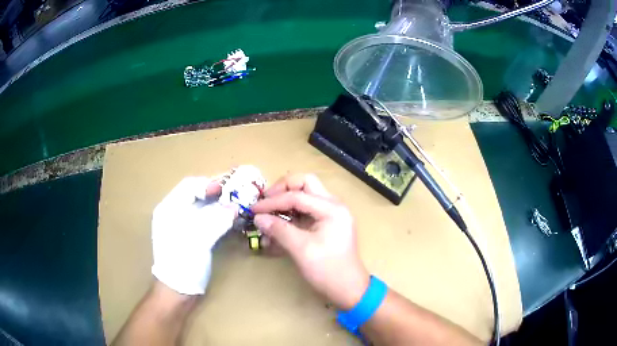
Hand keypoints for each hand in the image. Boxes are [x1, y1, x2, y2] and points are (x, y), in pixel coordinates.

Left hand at [151, 177, 236, 294]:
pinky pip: (205, 221)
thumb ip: (217, 220)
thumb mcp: (198, 239)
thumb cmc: (182, 262)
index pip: (189, 186)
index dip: (209, 184)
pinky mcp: (191, 237)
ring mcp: (182, 226)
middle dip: (216, 194)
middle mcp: (174, 213)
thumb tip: (235, 207)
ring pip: (202, 208)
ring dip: (219, 206)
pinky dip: (218, 218)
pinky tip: (230, 220)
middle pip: (196, 196)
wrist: (178, 291)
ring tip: (236, 206)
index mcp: (169, 209)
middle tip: (236, 195)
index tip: (228, 188)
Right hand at [251, 174, 369, 309]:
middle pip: (305, 184)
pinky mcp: (326, 225)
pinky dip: (290, 218)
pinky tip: (276, 230)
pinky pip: (305, 213)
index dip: (273, 201)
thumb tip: (258, 218)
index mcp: (332, 208)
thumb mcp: (302, 250)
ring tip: (268, 218)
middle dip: (282, 190)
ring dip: (285, 204)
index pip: (297, 195)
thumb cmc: (328, 271)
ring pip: (304, 196)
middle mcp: (333, 206)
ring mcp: (330, 215)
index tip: (254, 210)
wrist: (349, 290)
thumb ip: (279, 230)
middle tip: (265, 203)